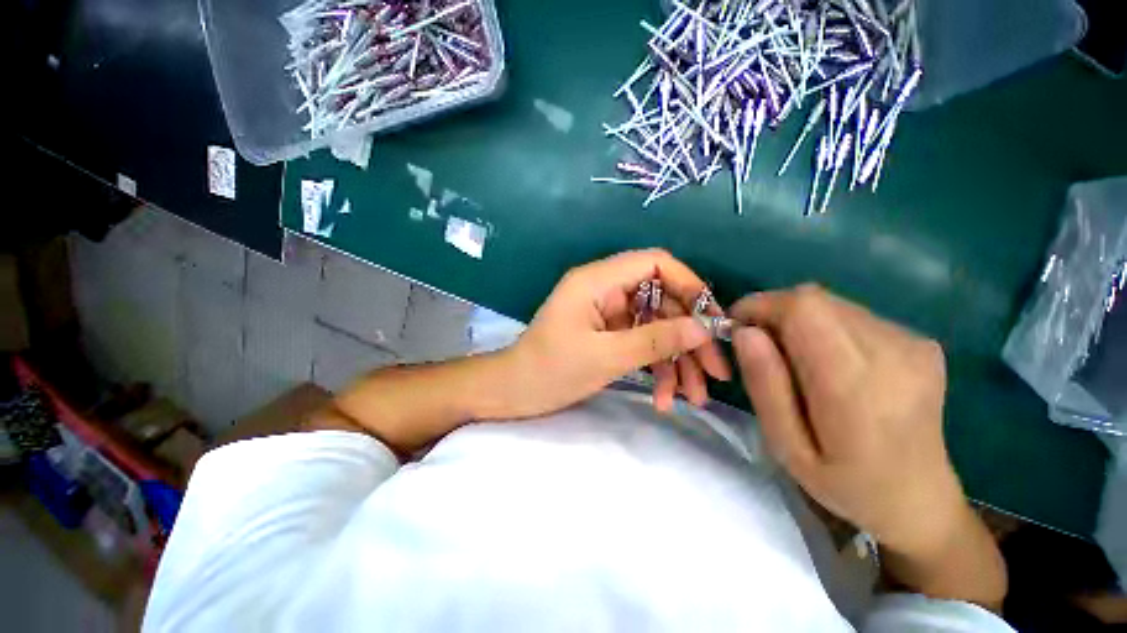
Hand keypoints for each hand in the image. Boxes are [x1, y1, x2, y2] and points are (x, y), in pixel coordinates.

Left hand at [494, 249, 730, 418]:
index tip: (713, 321)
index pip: (655, 263)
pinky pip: (641, 342)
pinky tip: (664, 398)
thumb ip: (655, 339)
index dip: (689, 285)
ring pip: (655, 326)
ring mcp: (607, 313)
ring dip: (676, 360)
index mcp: (598, 281)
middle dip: (689, 336)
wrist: (513, 393)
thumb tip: (703, 328)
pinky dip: (655, 368)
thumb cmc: (550, 371)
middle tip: (716, 372)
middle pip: (662, 300)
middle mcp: (605, 290)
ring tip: (693, 398)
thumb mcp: (605, 357)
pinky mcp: (608, 333)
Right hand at [729, 284, 963, 554]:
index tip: (738, 326)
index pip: (804, 308)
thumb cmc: (844, 484)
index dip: (762, 306)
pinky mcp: (919, 342)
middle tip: (762, 348)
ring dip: (799, 321)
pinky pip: (852, 316)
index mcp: (855, 385)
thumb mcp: (786, 446)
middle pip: (816, 300)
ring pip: (831, 304)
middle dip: (775, 313)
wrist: (920, 500)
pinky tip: (829, 364)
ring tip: (796, 361)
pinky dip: (825, 328)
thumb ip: (765, 385)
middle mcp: (892, 352)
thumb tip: (746, 332)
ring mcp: (912, 344)